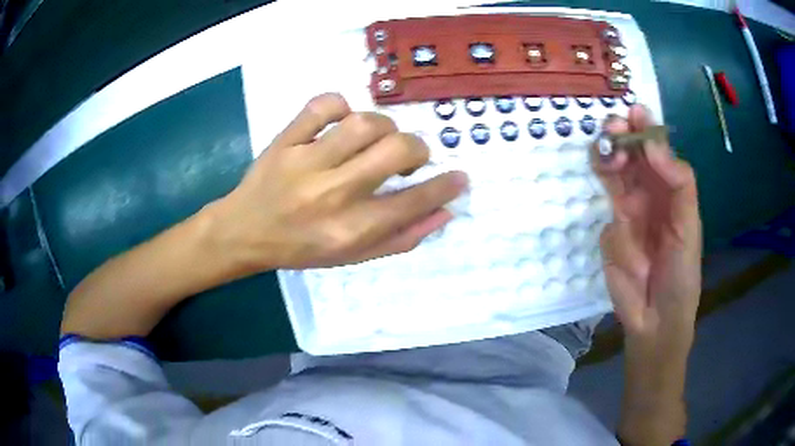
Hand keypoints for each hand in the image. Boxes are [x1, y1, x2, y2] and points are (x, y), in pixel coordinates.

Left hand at [209, 93, 467, 270]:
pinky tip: (341, 121)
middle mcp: (333, 194)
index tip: (458, 176)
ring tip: (376, 139)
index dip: (445, 186)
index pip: (413, 202)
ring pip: (364, 123)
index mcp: (351, 229)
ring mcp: (306, 162)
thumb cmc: (301, 248)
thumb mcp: (353, 257)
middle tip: (408, 156)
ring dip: (384, 126)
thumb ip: (400, 238)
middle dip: (417, 149)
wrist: (245, 232)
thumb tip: (444, 213)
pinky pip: (322, 105)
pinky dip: (340, 105)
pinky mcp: (285, 140)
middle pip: (395, 151)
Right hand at [592, 105, 701, 354]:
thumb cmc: (682, 275)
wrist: (657, 320)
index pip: (655, 151)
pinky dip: (620, 240)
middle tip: (613, 129)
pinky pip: (609, 226)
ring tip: (609, 160)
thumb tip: (652, 144)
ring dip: (607, 164)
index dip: (644, 130)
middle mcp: (648, 194)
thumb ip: (678, 182)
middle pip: (629, 157)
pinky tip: (634, 263)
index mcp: (669, 188)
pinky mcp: (610, 236)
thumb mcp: (689, 226)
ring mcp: (626, 213)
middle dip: (619, 139)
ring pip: (611, 178)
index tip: (634, 113)